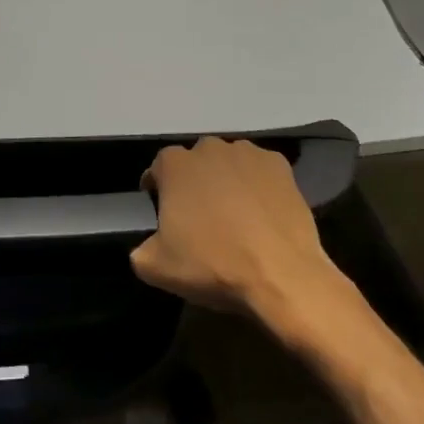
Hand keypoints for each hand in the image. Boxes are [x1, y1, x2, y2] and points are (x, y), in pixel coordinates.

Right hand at [132, 137, 351, 319]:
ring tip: (234, 212)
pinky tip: (261, 211)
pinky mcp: (281, 166)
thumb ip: (141, 249)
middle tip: (199, 214)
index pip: (158, 169)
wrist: (281, 275)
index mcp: (174, 165)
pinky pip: (260, 171)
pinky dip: (257, 185)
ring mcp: (248, 153)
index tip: (161, 209)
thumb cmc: (213, 264)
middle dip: (194, 182)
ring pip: (229, 162)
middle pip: (195, 162)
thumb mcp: (156, 268)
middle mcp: (209, 149)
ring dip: (226, 180)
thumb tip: (147, 247)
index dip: (157, 188)